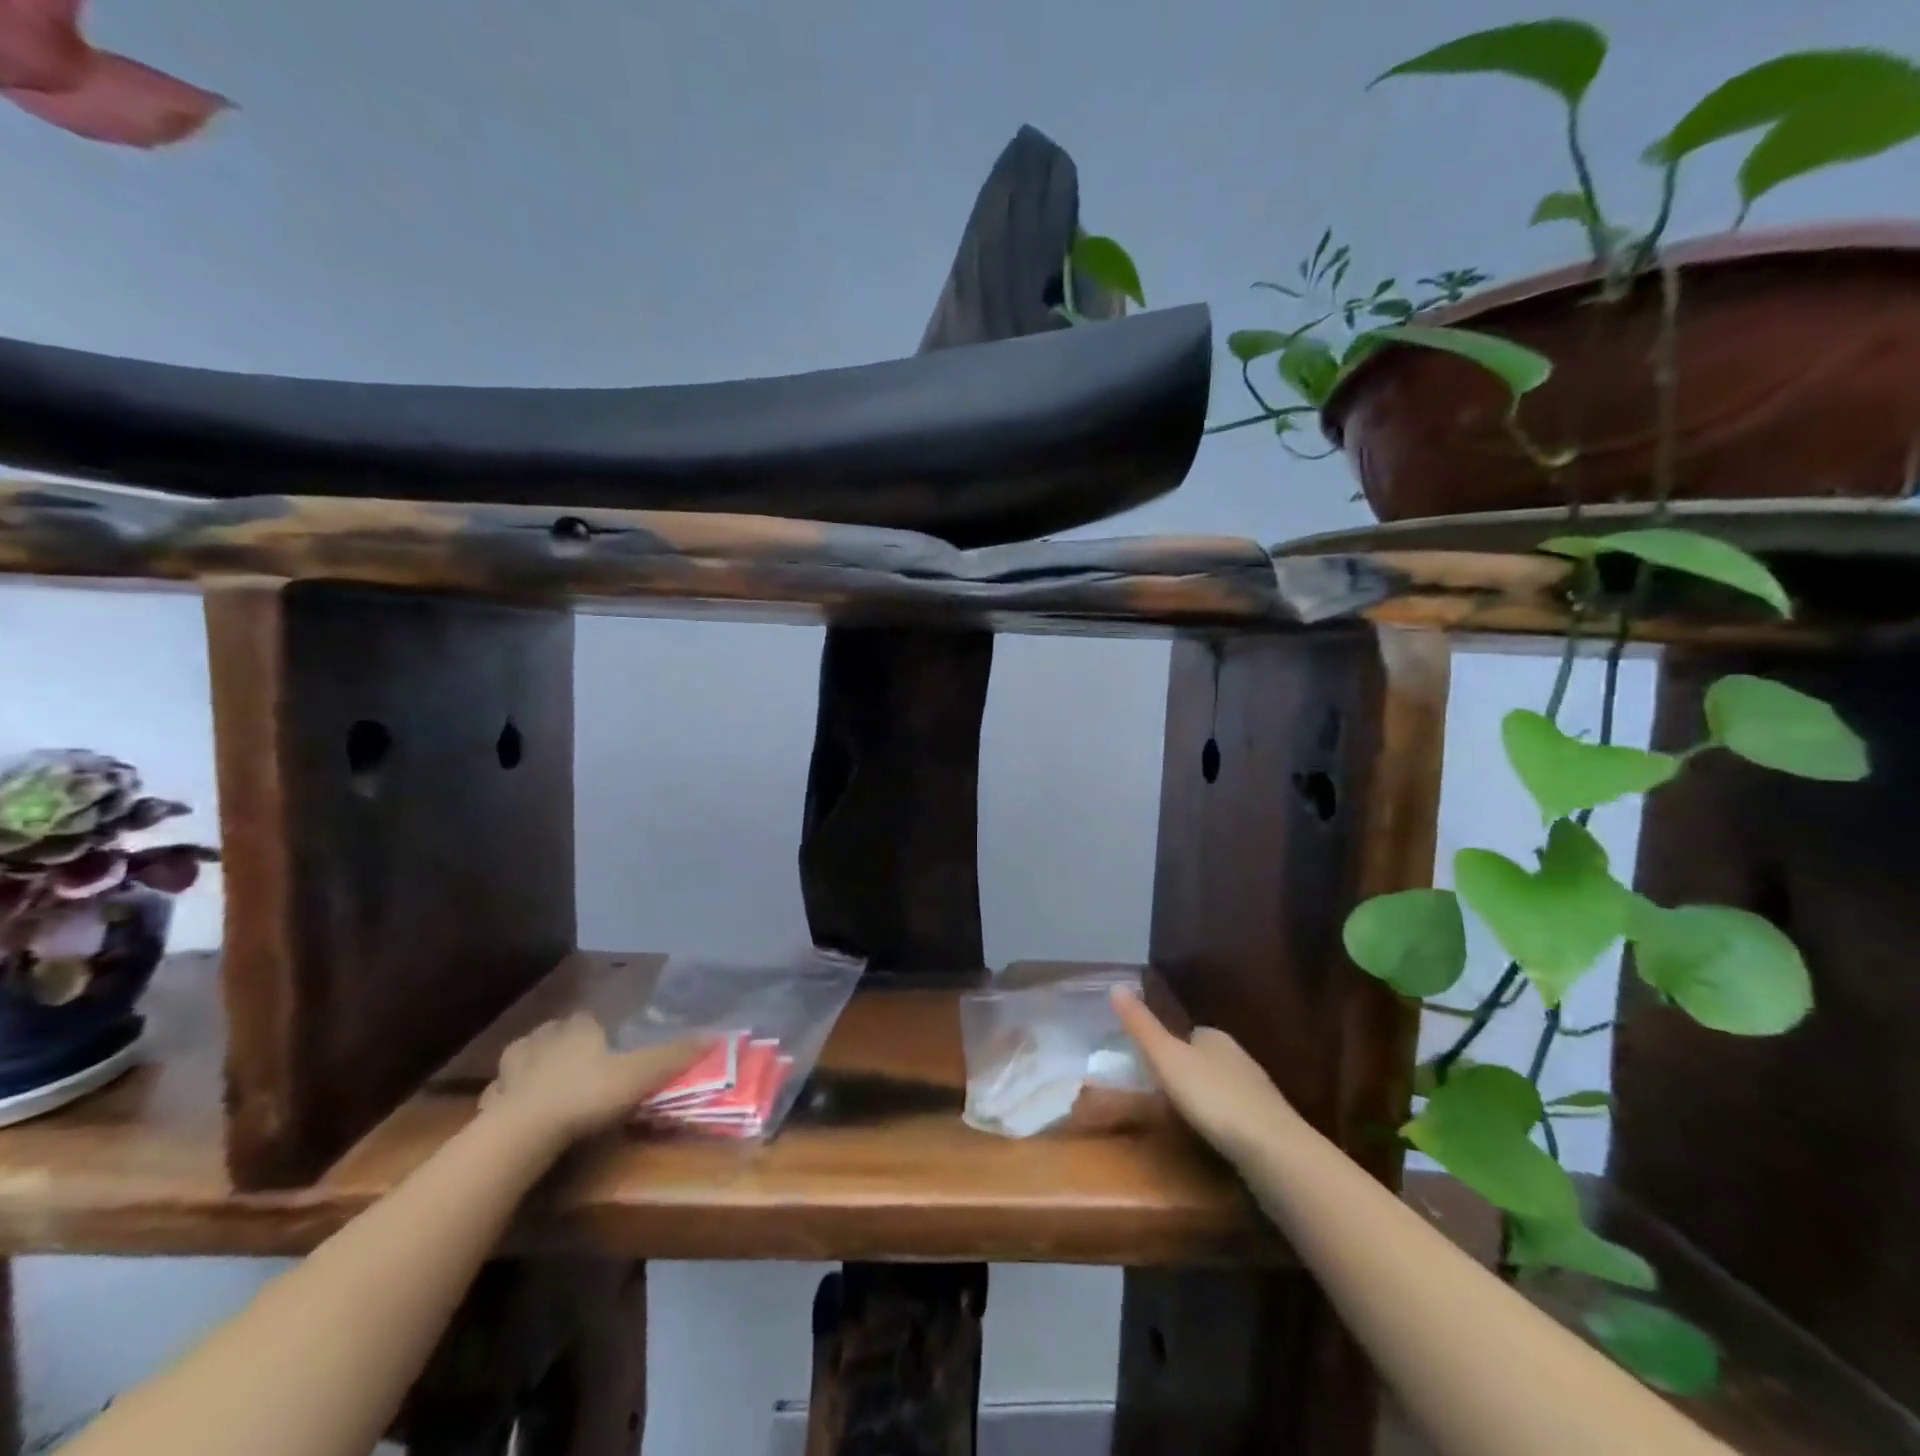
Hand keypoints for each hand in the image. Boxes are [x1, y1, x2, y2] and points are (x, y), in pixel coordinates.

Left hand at [480, 1014, 706, 1146]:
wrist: (522, 1134)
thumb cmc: (586, 1095)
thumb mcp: (640, 1075)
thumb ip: (674, 1056)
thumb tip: (716, 1036)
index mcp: (577, 1029)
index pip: (587, 1017)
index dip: (597, 1027)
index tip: (607, 1041)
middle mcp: (543, 1039)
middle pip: (552, 1033)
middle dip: (562, 1043)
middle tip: (578, 1062)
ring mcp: (511, 1071)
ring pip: (521, 1060)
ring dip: (530, 1067)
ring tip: (544, 1084)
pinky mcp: (489, 1103)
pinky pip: (501, 1094)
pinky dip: (509, 1099)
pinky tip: (517, 1113)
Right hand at [1111, 989, 1301, 1163]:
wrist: (1271, 1148)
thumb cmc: (1212, 1096)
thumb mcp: (1166, 1058)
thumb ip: (1141, 1025)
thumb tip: (1115, 984)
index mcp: (1213, 1036)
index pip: (1187, 1032)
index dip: (1168, 1045)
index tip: (1149, 1064)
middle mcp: (1238, 1056)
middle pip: (1205, 1058)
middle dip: (1186, 1072)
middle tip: (1159, 1095)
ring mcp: (1257, 1090)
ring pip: (1222, 1086)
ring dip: (1205, 1097)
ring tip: (1182, 1118)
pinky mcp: (1269, 1123)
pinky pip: (1236, 1113)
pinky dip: (1222, 1120)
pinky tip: (1212, 1136)